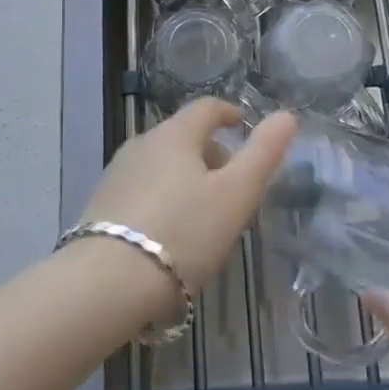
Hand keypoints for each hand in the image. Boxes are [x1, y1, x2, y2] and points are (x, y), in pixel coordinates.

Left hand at [76, 100, 295, 310]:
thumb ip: (263, 153)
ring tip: (204, 212)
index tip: (242, 125)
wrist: (108, 281)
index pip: (206, 108)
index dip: (228, 113)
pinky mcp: (101, 203)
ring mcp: (117, 172)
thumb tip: (287, 116)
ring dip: (186, 176)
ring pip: (161, 162)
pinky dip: (163, 195)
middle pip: (182, 136)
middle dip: (210, 152)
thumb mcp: (236, 195)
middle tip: (232, 183)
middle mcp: (141, 143)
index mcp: (175, 134)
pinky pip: (142, 187)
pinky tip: (170, 230)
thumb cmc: (183, 233)